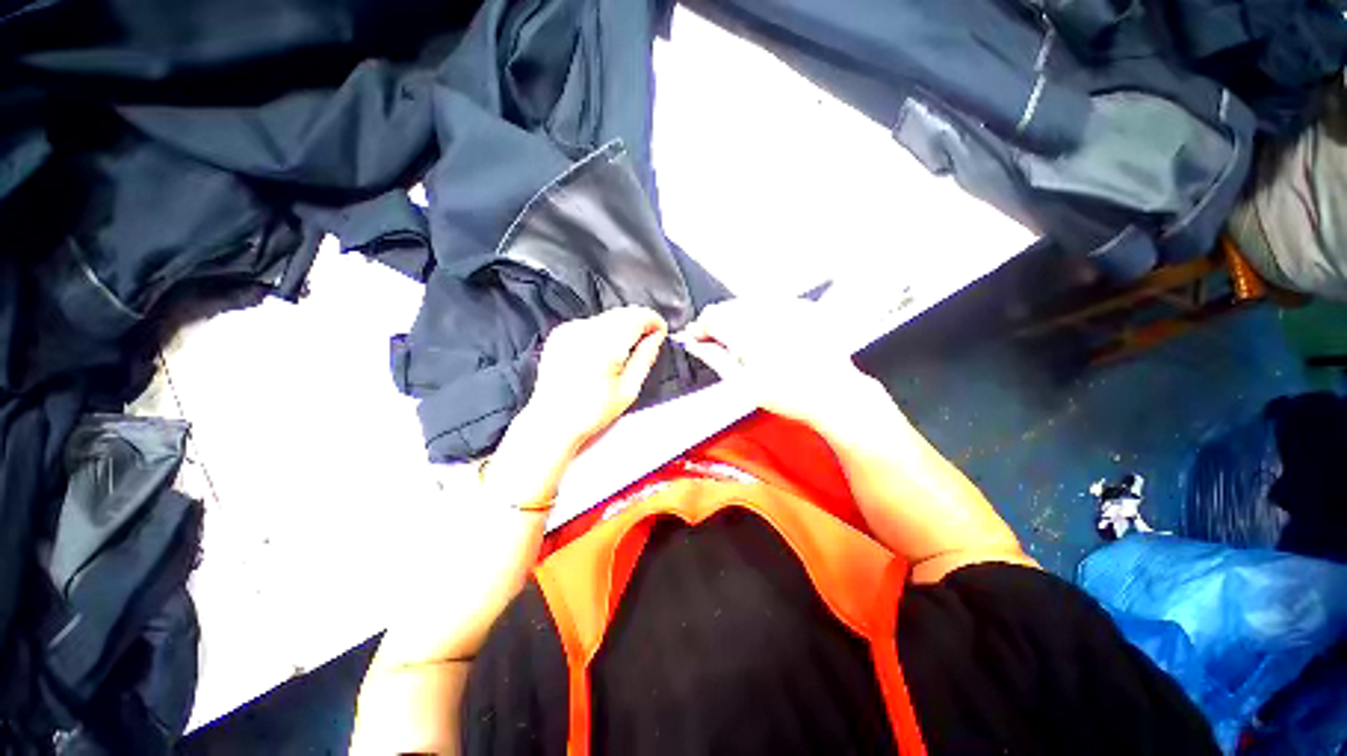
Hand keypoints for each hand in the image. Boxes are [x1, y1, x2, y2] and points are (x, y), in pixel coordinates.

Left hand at [524, 305, 668, 453]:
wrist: (552, 421)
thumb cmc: (591, 412)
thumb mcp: (629, 389)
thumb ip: (645, 357)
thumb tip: (657, 336)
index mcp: (604, 346)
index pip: (637, 316)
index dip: (653, 321)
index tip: (660, 332)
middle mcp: (584, 331)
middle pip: (623, 312)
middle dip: (639, 323)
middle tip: (646, 344)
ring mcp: (569, 329)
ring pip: (608, 316)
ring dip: (622, 327)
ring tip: (623, 353)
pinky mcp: (560, 333)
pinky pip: (591, 323)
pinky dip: (604, 331)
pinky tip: (602, 353)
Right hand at [679, 298, 875, 428]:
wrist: (832, 394)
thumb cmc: (791, 394)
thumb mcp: (743, 383)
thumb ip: (714, 357)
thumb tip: (694, 344)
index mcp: (749, 332)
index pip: (711, 316)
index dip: (701, 328)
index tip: (699, 338)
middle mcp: (769, 312)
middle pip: (729, 307)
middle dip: (719, 324)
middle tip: (720, 345)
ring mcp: (788, 307)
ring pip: (748, 302)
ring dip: (739, 319)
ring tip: (747, 344)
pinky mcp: (802, 306)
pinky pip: (770, 302)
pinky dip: (761, 316)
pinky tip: (767, 336)